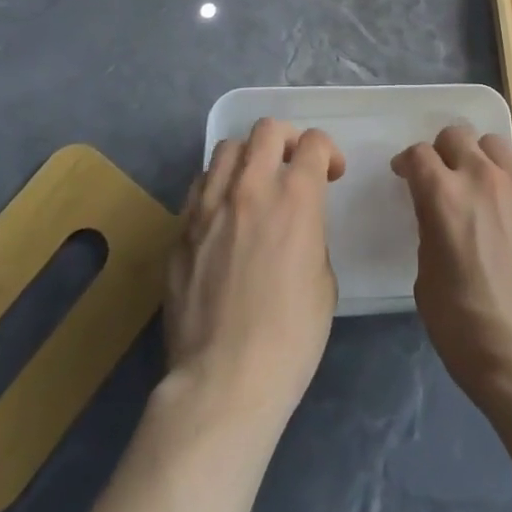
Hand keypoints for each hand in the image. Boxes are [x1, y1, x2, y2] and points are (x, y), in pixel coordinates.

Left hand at [166, 118, 345, 429]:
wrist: (224, 381)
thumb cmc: (291, 337)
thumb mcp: (324, 281)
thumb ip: (310, 235)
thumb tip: (295, 227)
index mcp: (295, 198)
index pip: (313, 143)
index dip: (327, 152)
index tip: (331, 174)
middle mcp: (250, 188)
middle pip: (267, 130)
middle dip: (287, 139)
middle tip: (293, 165)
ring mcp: (209, 206)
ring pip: (227, 149)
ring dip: (248, 158)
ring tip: (254, 185)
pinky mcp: (180, 231)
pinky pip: (199, 186)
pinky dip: (217, 187)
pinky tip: (223, 216)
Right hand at [392, 124, 511, 413]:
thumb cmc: (467, 329)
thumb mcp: (426, 281)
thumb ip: (429, 232)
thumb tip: (438, 217)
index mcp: (444, 197)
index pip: (418, 155)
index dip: (407, 163)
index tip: (405, 176)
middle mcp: (482, 178)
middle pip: (456, 135)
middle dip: (442, 151)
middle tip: (441, 178)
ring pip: (494, 145)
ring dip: (478, 159)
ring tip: (478, 189)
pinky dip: (507, 187)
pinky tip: (509, 220)